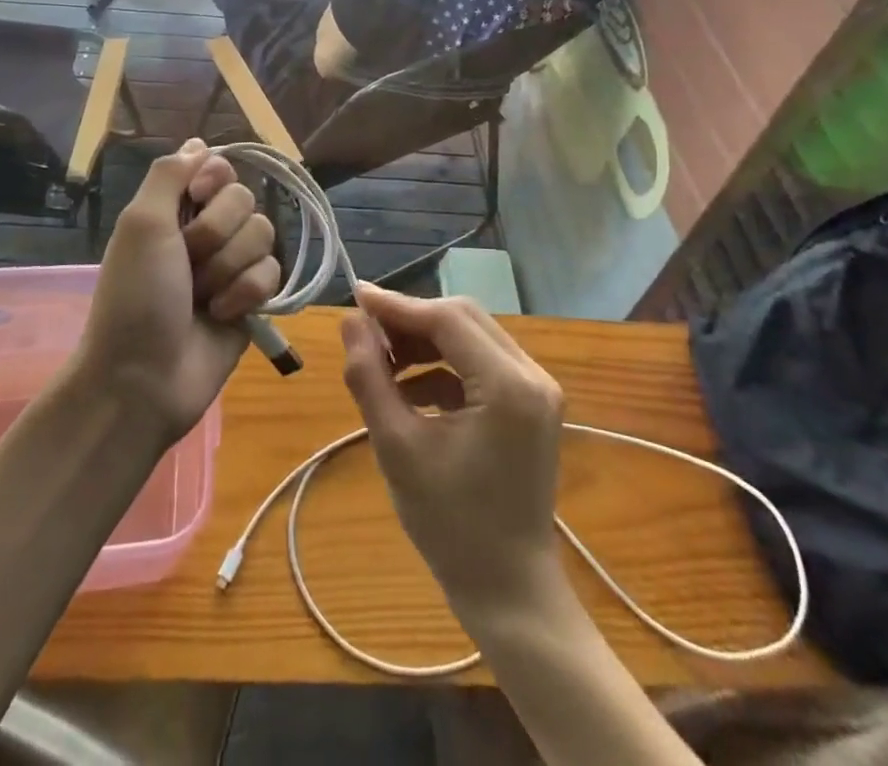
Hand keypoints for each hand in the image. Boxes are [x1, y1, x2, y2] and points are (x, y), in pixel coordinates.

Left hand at [76, 139, 279, 443]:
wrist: (144, 378)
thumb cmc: (135, 296)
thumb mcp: (142, 224)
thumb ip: (170, 174)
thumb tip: (198, 142)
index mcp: (175, 209)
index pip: (218, 167)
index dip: (215, 180)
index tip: (198, 197)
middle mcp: (206, 230)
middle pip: (245, 200)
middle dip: (217, 233)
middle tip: (189, 260)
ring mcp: (231, 265)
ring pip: (264, 235)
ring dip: (230, 267)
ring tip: (203, 296)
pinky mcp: (252, 298)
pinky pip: (273, 273)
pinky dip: (246, 293)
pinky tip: (223, 314)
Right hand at [340, 284, 565, 621]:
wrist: (508, 590)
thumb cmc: (450, 525)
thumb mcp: (397, 447)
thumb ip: (369, 378)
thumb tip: (350, 321)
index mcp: (508, 386)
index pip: (447, 318)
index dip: (398, 305)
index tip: (355, 296)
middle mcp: (532, 375)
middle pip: (463, 319)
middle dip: (411, 321)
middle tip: (366, 333)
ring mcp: (537, 389)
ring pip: (472, 336)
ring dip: (426, 342)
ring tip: (383, 366)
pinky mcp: (531, 403)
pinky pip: (481, 363)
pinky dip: (444, 367)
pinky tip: (410, 391)